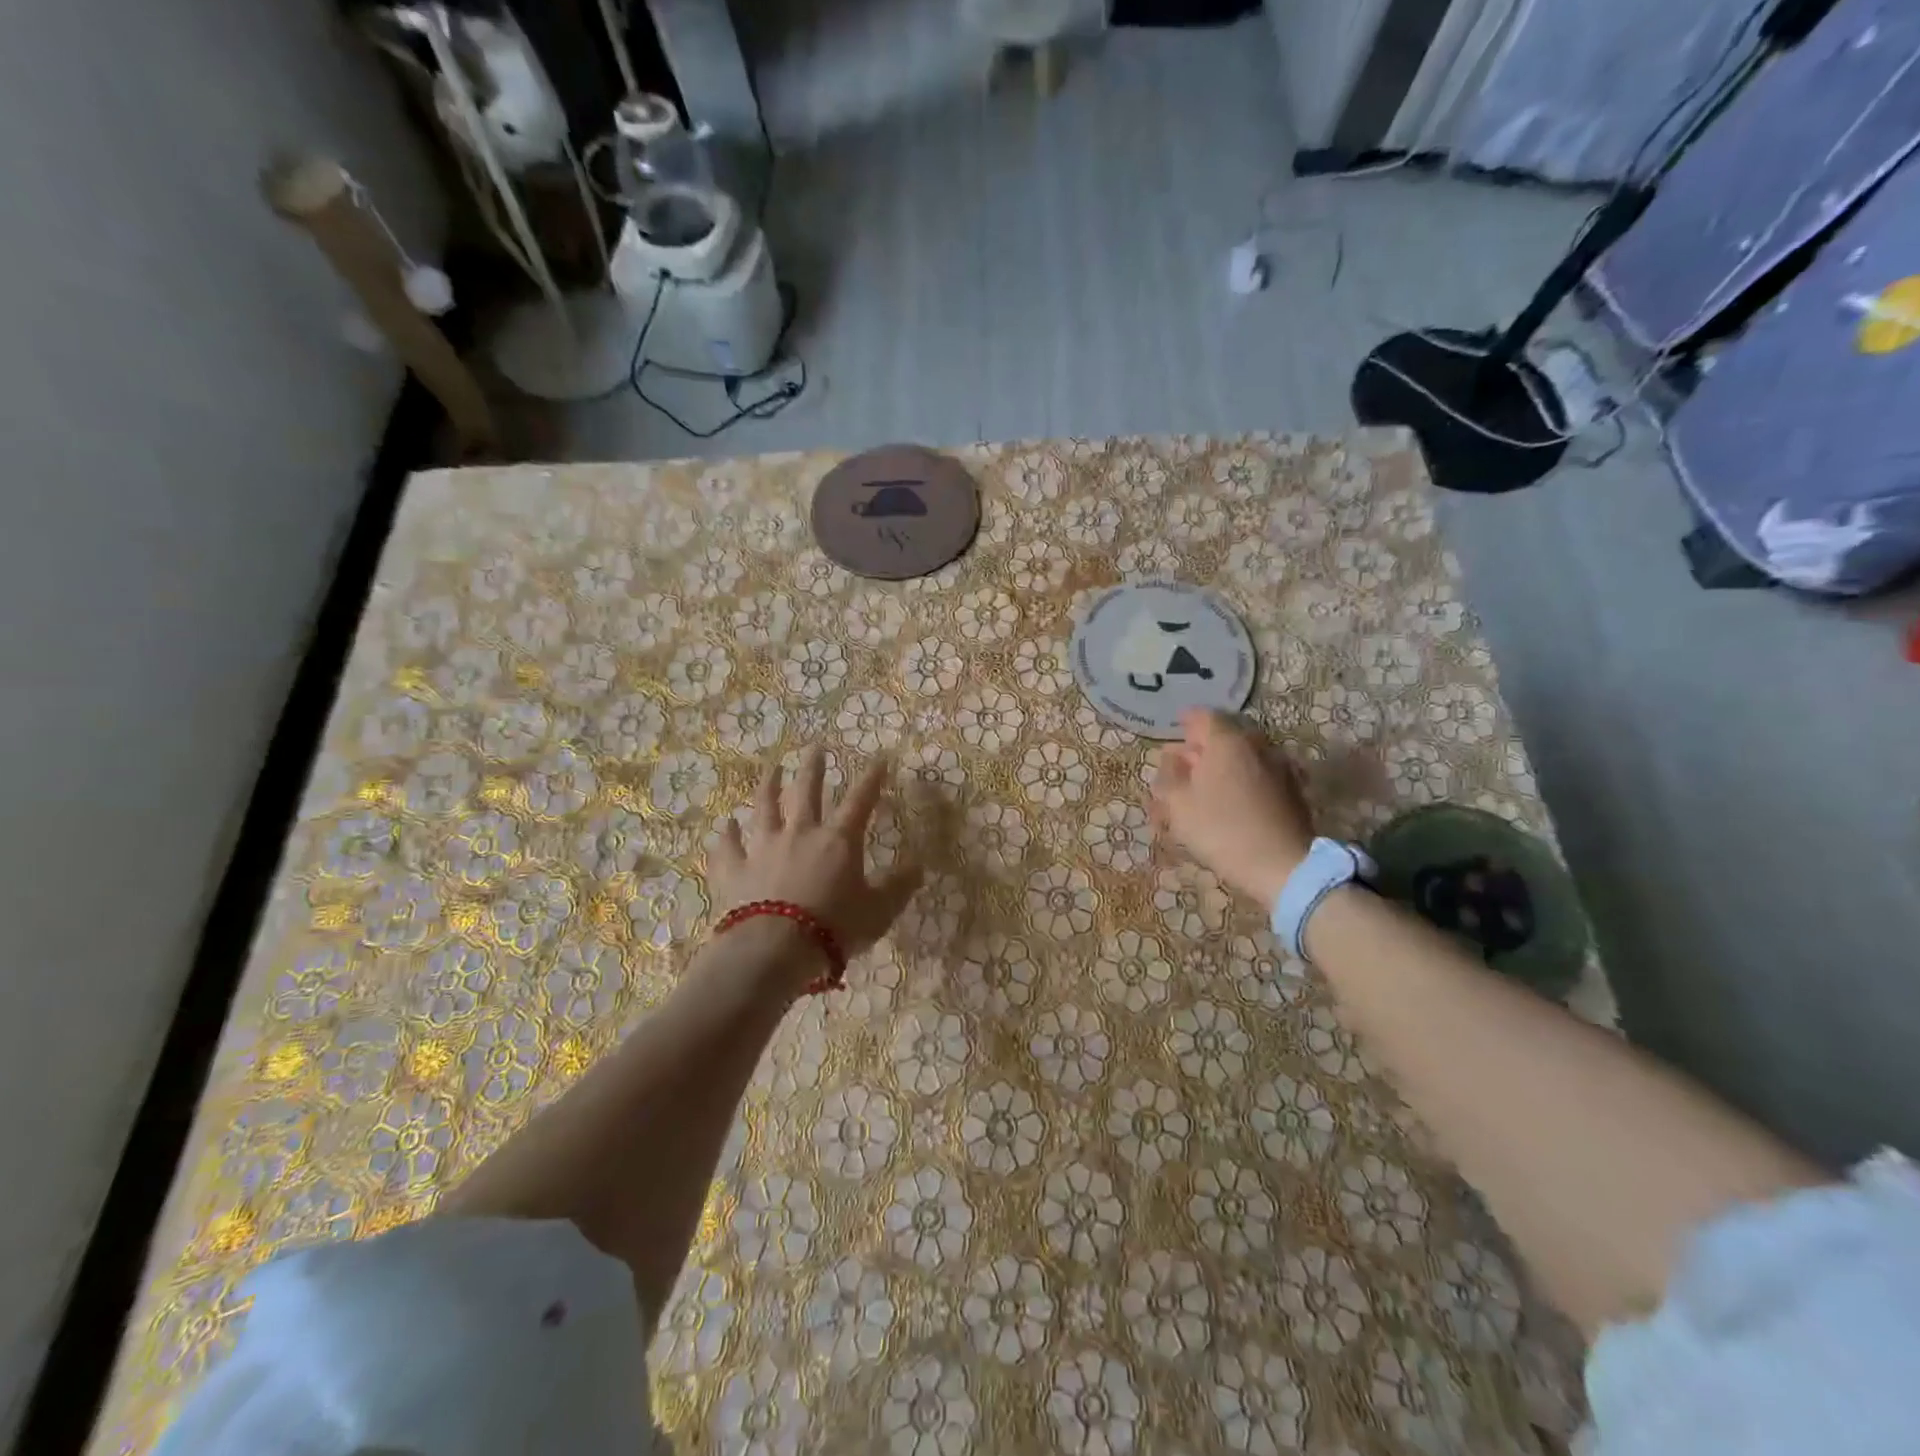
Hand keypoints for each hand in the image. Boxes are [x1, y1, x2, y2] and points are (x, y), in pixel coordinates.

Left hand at [707, 746, 922, 963]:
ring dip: (768, 786)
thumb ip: (899, 887)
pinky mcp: (734, 869)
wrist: (774, 950)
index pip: (860, 801)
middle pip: (807, 792)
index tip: (879, 759)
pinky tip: (727, 825)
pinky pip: (729, 847)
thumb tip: (919, 867)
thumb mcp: (878, 911)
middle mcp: (800, 833)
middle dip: (813, 768)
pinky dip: (728, 835)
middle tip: (814, 747)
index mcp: (838, 840)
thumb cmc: (834, 928)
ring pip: (765, 808)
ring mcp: (763, 848)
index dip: (871, 779)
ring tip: (771, 769)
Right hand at [1150, 708, 1314, 906]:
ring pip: (1242, 758)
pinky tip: (1231, 804)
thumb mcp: (1178, 804)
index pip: (1202, 716)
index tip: (1173, 734)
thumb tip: (1172, 757)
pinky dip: (1241, 782)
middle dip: (1201, 749)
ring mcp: (1279, 767)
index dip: (1184, 723)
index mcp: (1226, 741)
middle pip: (1223, 737)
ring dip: (1221, 768)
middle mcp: (1256, 745)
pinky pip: (1258, 776)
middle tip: (1181, 769)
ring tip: (1204, 791)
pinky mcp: (1292, 791)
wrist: (1283, 866)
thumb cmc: (1221, 830)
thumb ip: (1169, 775)